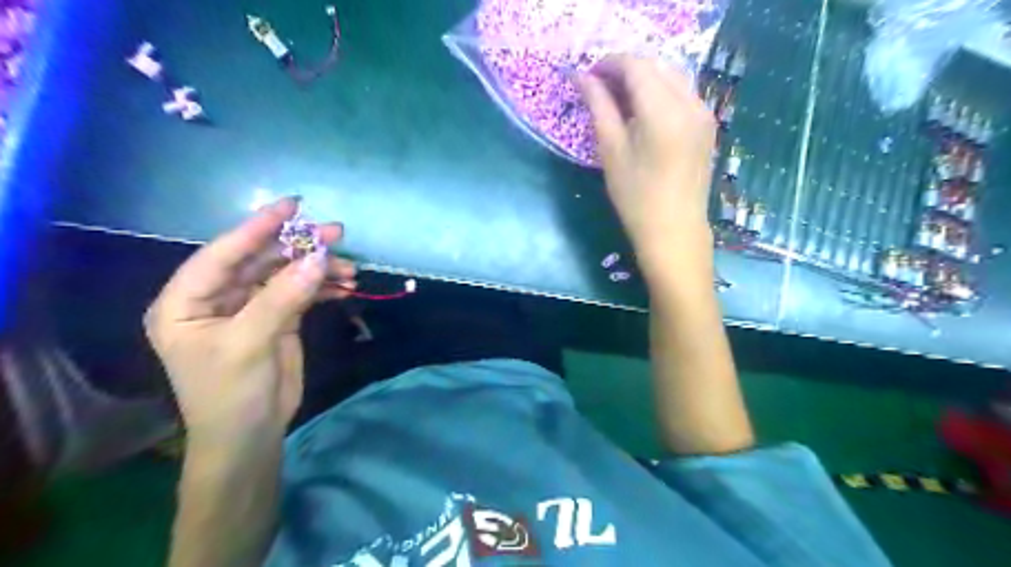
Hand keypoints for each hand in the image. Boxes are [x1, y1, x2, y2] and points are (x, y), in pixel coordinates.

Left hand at [144, 196, 357, 445]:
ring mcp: (250, 307)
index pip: (223, 254)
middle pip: (260, 260)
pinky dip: (323, 287)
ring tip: (350, 267)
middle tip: (336, 233)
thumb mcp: (250, 343)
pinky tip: (346, 285)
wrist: (250, 436)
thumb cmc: (231, 393)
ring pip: (286, 275)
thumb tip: (318, 257)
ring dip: (318, 268)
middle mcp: (217, 298)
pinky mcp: (277, 319)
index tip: (293, 205)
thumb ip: (282, 297)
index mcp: (187, 301)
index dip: (257, 227)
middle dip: (298, 247)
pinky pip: (301, 293)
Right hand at [577, 58, 718, 275]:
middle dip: (625, 70)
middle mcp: (690, 104)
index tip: (587, 77)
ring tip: (618, 101)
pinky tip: (643, 113)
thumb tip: (582, 78)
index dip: (609, 64)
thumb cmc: (636, 199)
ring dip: (643, 79)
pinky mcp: (707, 125)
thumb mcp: (612, 152)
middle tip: (599, 89)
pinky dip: (660, 92)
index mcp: (664, 112)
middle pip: (656, 65)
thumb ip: (599, 108)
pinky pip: (682, 93)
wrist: (674, 232)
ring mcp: (704, 113)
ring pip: (671, 76)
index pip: (636, 66)